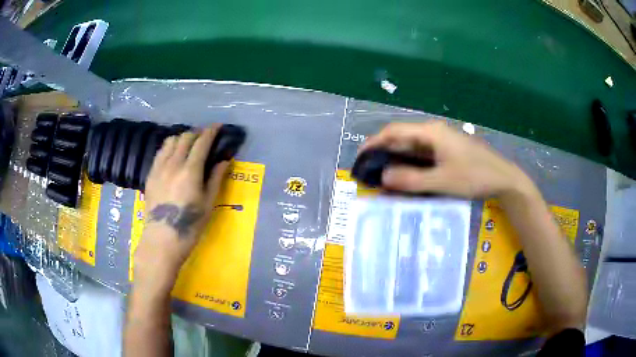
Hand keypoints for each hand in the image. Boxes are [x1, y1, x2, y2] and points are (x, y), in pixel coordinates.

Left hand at [134, 125, 228, 290]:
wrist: (162, 239)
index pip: (201, 142)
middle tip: (205, 136)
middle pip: (185, 137)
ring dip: (182, 137)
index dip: (211, 131)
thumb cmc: (190, 225)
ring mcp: (159, 168)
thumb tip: (224, 159)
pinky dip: (169, 146)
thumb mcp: (208, 203)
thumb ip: (216, 178)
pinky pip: (160, 152)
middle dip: (197, 132)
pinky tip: (173, 154)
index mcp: (190, 171)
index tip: (217, 126)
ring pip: (170, 141)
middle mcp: (173, 164)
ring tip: (189, 143)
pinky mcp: (150, 174)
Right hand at [359, 121, 533, 198]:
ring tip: (383, 176)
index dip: (374, 142)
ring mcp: (442, 141)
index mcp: (431, 133)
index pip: (395, 132)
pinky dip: (411, 165)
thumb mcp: (441, 181)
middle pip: (402, 138)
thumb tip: (382, 177)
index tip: (360, 157)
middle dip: (384, 153)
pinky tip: (407, 177)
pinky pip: (424, 155)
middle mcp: (434, 132)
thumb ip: (411, 179)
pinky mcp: (448, 151)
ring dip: (397, 160)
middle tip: (369, 171)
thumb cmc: (474, 176)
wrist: (504, 179)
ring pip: (413, 148)